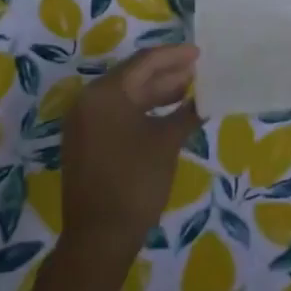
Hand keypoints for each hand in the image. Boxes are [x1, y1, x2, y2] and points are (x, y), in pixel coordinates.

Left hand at [59, 45, 200, 265]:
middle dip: (167, 73)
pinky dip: (142, 110)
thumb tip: (206, 98)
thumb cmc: (135, 182)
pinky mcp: (86, 141)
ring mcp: (84, 122)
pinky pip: (117, 113)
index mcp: (105, 93)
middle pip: (133, 76)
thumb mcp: (166, 143)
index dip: (174, 56)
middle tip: (198, 71)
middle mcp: (89, 100)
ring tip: (188, 89)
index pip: (144, 62)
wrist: (99, 237)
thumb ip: (186, 113)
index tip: (200, 53)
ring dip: (156, 92)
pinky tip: (167, 113)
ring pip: (126, 95)